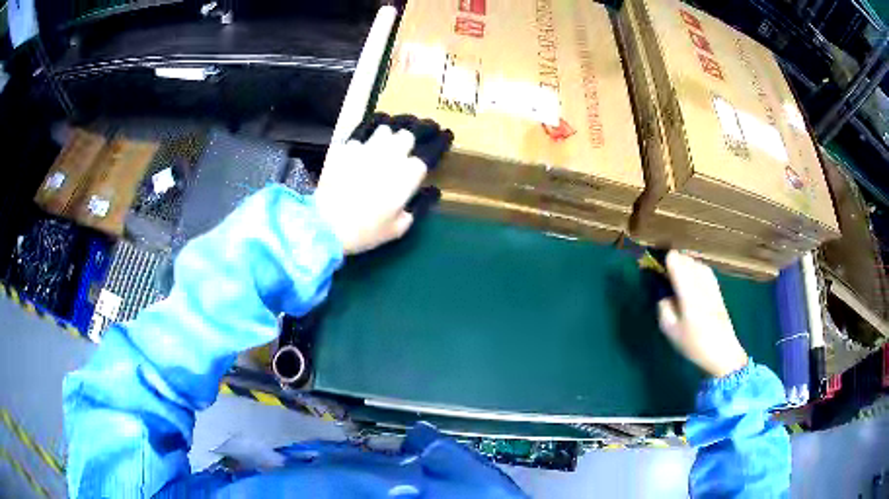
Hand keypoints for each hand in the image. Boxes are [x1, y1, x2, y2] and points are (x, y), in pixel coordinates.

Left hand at [315, 115, 450, 254]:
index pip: (429, 152)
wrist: (326, 225)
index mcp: (408, 174)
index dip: (436, 146)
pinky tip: (358, 152)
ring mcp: (365, 148)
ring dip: (387, 135)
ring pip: (384, 129)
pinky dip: (361, 143)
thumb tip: (430, 193)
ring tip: (383, 143)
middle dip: (409, 139)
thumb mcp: (398, 229)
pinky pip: (358, 137)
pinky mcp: (344, 148)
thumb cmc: (366, 231)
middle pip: (407, 135)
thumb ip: (417, 208)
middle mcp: (390, 155)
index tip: (440, 141)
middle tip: (407, 146)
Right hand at [657, 251, 748, 377]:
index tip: (657, 264)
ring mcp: (711, 285)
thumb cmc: (694, 343)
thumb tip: (664, 294)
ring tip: (678, 270)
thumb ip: (663, 308)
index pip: (677, 263)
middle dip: (676, 260)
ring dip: (686, 263)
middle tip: (665, 269)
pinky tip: (693, 276)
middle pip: (687, 260)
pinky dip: (696, 268)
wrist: (722, 352)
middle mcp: (700, 284)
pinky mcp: (718, 290)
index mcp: (688, 294)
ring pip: (697, 263)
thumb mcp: (670, 330)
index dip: (666, 260)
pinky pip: (705, 270)